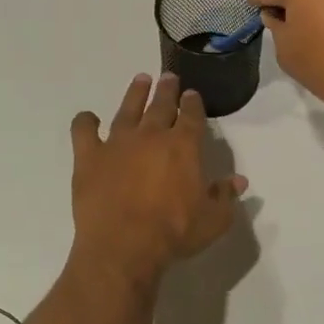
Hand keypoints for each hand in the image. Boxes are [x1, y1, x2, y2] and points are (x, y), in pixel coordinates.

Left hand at [68, 74, 247, 289]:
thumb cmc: (173, 233)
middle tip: (169, 77)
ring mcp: (117, 143)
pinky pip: (84, 130)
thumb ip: (225, 196)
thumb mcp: (213, 220)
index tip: (193, 95)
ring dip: (135, 93)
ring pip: (127, 109)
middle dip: (167, 89)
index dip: (193, 103)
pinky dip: (85, 122)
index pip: (191, 115)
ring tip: (141, 79)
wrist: (124, 245)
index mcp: (183, 146)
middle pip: (160, 104)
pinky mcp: (89, 156)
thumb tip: (239, 180)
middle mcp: (150, 135)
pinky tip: (88, 118)